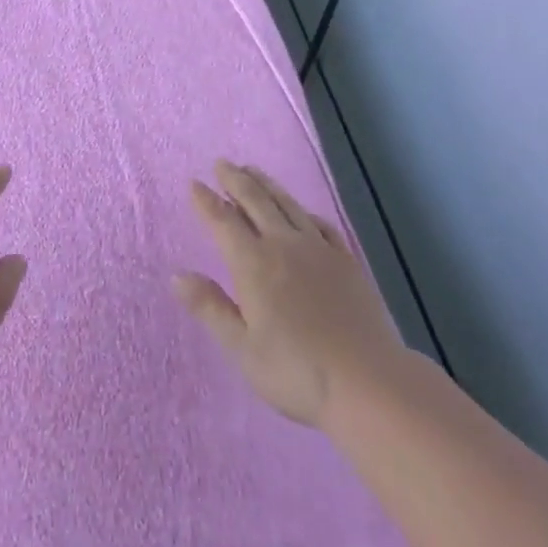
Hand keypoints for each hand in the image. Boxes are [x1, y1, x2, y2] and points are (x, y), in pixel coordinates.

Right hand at [174, 159, 403, 428]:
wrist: (370, 383)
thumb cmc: (297, 372)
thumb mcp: (242, 348)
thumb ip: (210, 307)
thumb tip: (177, 275)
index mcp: (253, 263)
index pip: (223, 221)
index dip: (206, 201)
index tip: (194, 183)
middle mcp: (283, 244)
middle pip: (255, 200)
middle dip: (235, 179)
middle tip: (222, 164)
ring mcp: (318, 249)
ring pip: (286, 204)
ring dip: (266, 184)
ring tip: (252, 170)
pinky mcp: (346, 260)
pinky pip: (319, 223)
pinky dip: (302, 210)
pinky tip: (300, 211)